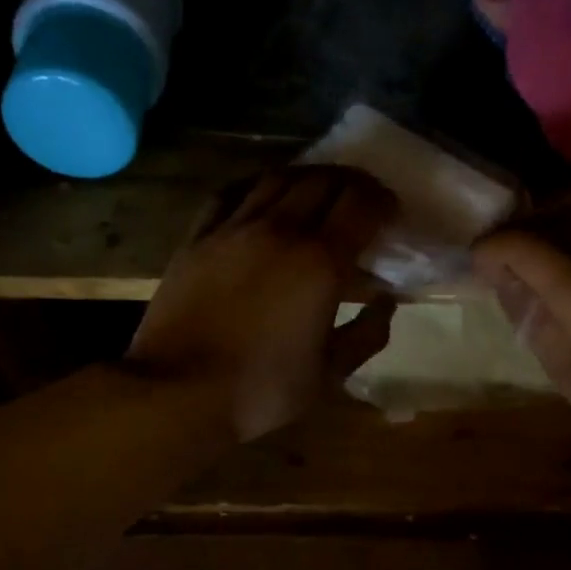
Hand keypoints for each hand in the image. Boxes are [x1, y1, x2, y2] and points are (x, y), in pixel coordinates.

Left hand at [128, 167, 397, 440]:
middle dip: (352, 183)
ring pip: (278, 178)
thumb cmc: (263, 388)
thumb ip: (367, 334)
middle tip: (362, 201)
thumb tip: (386, 302)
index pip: (361, 205)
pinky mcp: (198, 237)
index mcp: (320, 262)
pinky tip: (264, 195)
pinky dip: (258, 185)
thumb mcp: (330, 373)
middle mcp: (280, 231)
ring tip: (320, 192)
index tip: (392, 214)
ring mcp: (233, 229)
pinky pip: (232, 193)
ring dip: (308, 177)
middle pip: (323, 181)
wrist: (178, 391)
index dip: (383, 201)